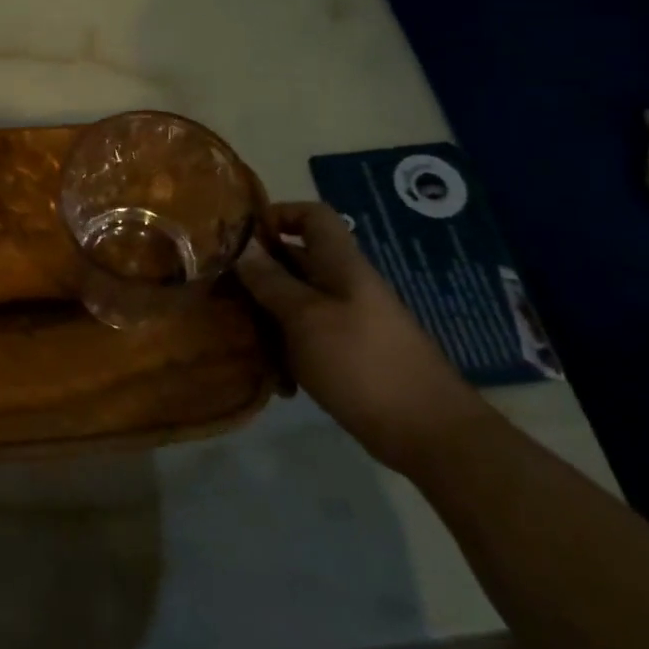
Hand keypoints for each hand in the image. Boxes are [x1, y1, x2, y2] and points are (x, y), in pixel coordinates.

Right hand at [236, 202, 492, 473]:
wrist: (429, 434)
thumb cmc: (362, 363)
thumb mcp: (305, 317)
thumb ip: (271, 280)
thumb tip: (242, 244)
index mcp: (341, 264)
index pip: (312, 216)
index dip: (277, 215)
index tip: (242, 238)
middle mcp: (345, 285)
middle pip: (296, 259)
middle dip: (258, 271)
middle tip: (220, 288)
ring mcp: (348, 321)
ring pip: (296, 301)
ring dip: (266, 314)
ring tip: (235, 332)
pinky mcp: (348, 354)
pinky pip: (306, 336)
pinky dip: (285, 348)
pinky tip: (270, 374)